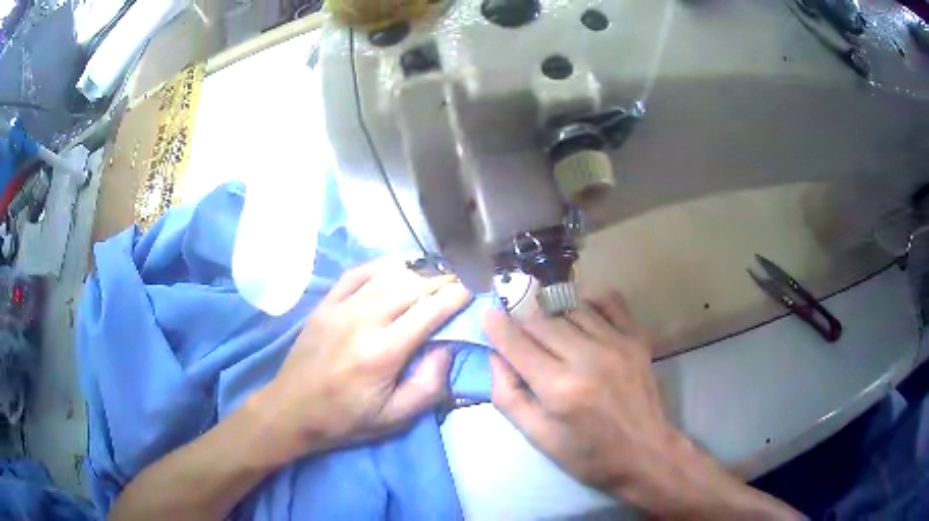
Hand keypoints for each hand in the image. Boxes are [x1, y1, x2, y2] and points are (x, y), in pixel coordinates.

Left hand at [255, 260, 471, 464]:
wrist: (291, 409)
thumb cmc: (345, 419)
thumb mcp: (394, 418)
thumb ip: (427, 385)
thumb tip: (448, 348)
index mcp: (382, 353)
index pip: (428, 312)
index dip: (455, 297)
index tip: (473, 290)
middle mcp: (362, 321)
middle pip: (411, 286)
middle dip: (441, 280)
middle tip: (459, 281)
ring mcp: (340, 308)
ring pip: (387, 275)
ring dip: (416, 271)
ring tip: (435, 275)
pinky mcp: (325, 304)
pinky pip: (357, 274)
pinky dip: (382, 267)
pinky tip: (396, 269)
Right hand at [484, 292, 798, 518]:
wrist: (653, 459)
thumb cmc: (595, 460)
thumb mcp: (545, 443)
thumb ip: (514, 400)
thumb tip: (498, 363)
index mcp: (563, 387)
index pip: (518, 338)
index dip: (498, 320)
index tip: (486, 307)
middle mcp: (590, 356)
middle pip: (544, 315)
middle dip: (521, 303)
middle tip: (508, 297)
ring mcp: (619, 343)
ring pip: (574, 305)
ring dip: (554, 303)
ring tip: (542, 304)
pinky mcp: (637, 340)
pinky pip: (609, 305)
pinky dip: (590, 301)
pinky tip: (583, 308)